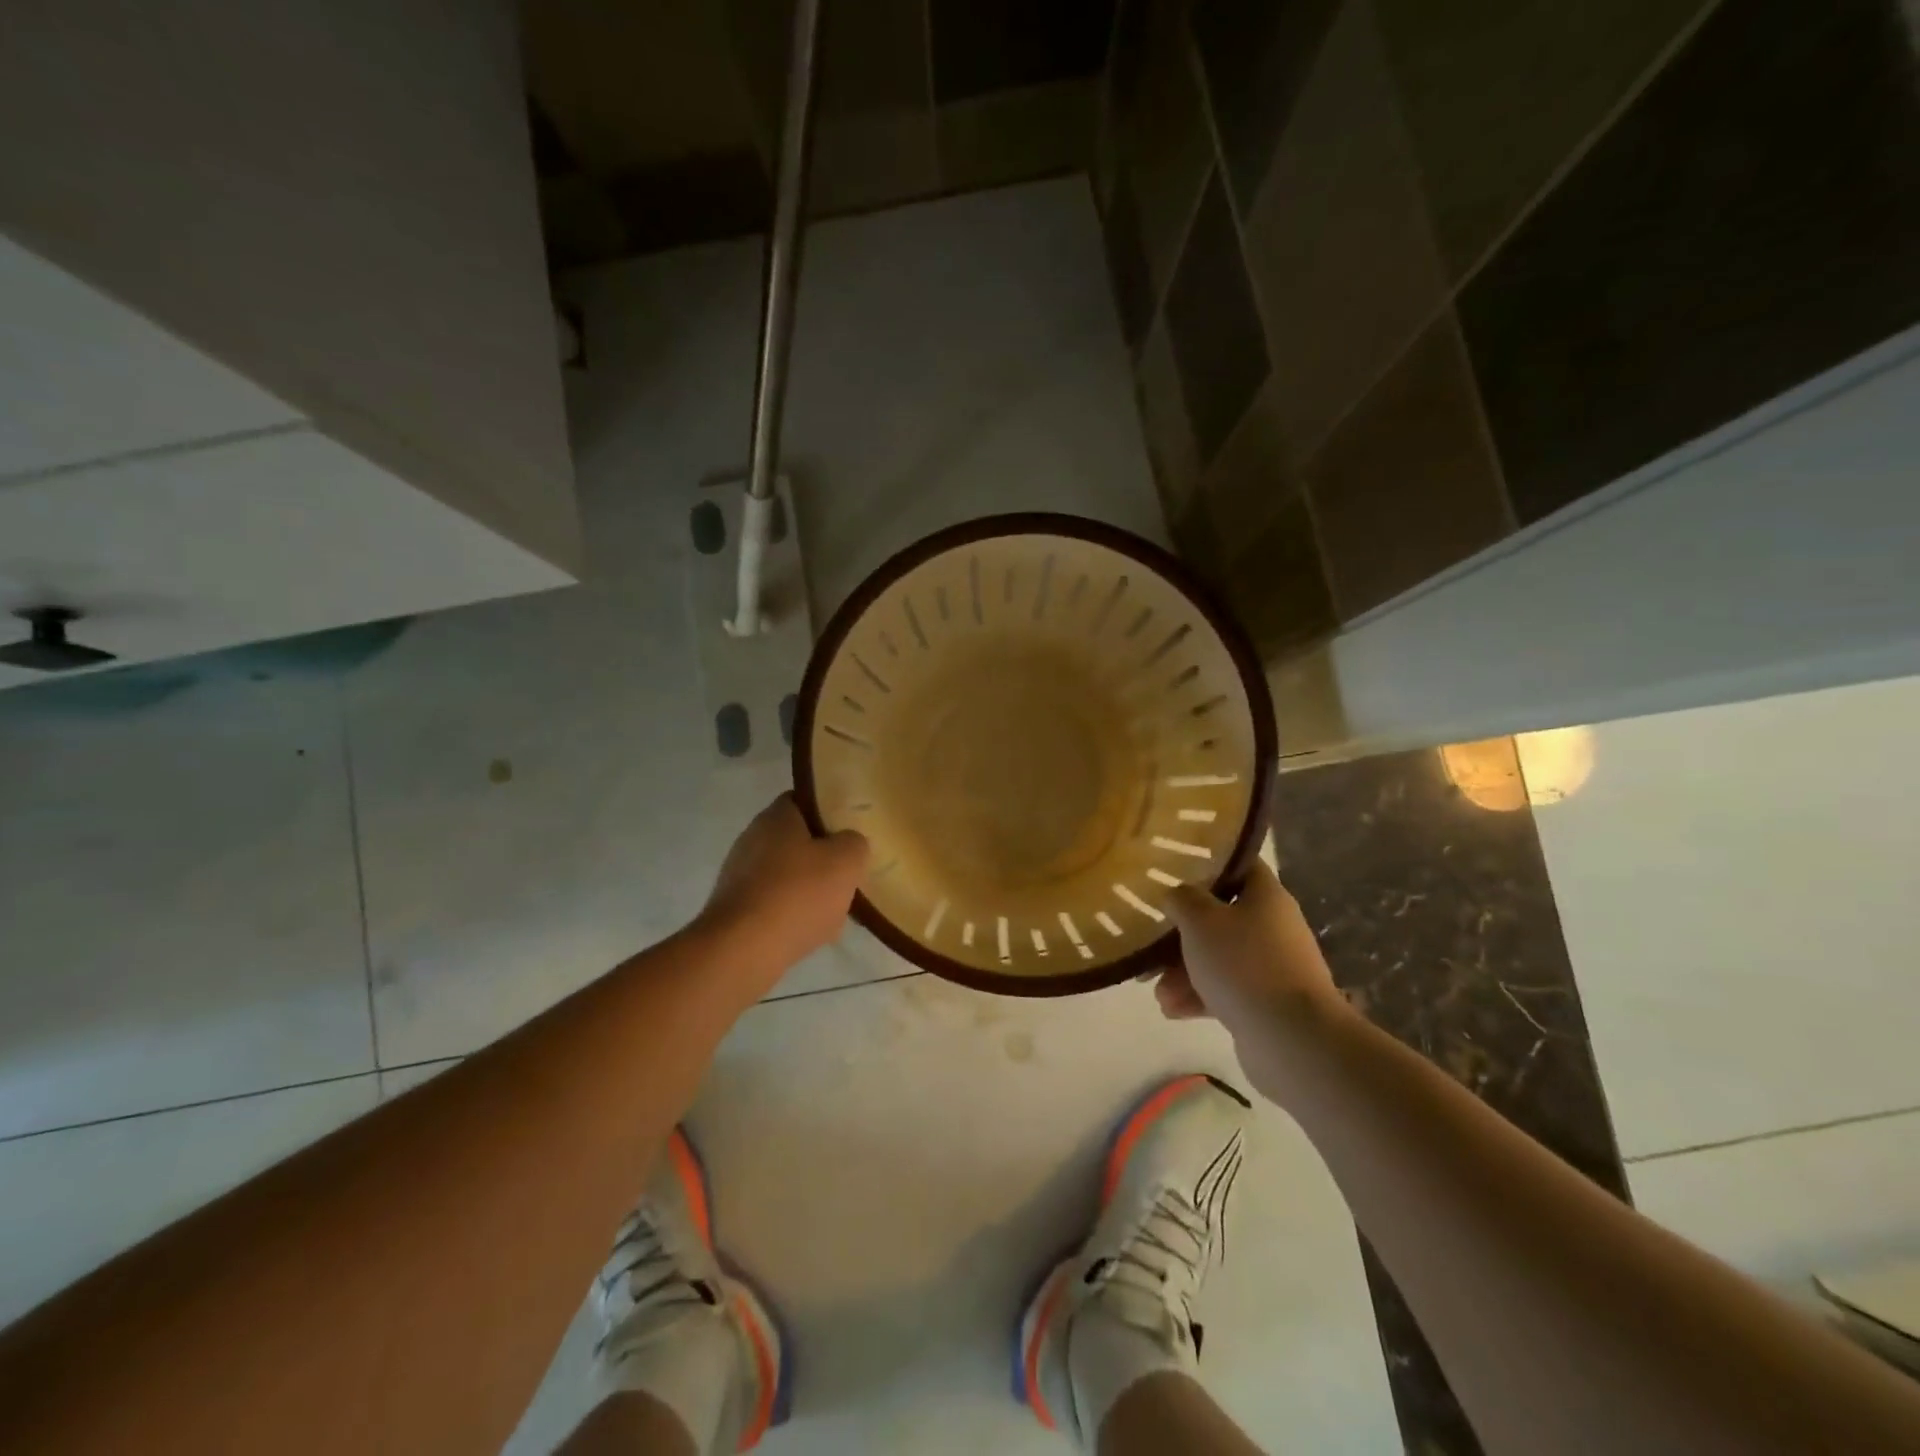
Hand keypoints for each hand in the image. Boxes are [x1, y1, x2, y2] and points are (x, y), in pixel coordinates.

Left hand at [697, 794, 869, 974]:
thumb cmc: (797, 894)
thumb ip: (854, 843)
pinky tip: (809, 932)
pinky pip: (772, 903)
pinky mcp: (734, 909)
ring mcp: (738, 875)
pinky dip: (790, 914)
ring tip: (833, 909)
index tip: (849, 832)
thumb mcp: (845, 861)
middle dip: (821, 857)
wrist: (742, 951)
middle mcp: (752, 838)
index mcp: (776, 817)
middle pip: (795, 840)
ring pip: (785, 874)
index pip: (804, 801)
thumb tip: (848, 843)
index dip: (829, 813)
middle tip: (846, 872)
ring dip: (807, 888)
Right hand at [1154, 862, 1350, 1091]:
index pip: (1239, 866)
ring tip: (1156, 991)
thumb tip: (1177, 894)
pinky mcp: (1267, 1003)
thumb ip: (1181, 899)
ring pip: (1219, 958)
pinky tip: (1172, 1010)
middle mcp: (1273, 927)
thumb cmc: (1243, 964)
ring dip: (1184, 971)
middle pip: (1221, 917)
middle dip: (1182, 933)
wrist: (1291, 1039)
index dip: (1208, 864)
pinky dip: (1199, 997)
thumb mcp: (1199, 920)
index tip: (1174, 871)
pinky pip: (1226, 991)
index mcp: (1266, 896)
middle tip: (1150, 943)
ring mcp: (1273, 968)